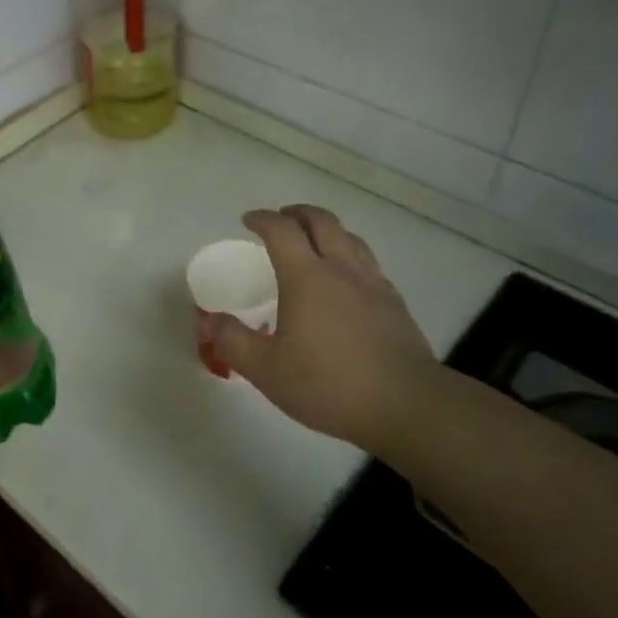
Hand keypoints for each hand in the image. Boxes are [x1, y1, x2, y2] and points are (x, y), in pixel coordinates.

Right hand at [205, 205, 439, 453]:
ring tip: (314, 240)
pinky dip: (349, 254)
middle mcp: (341, 269)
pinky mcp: (394, 302)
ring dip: (326, 229)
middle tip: (281, 219)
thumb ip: (234, 342)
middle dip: (297, 213)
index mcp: (307, 277)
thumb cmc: (329, 384)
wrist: (405, 404)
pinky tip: (346, 278)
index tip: (248, 220)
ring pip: (349, 237)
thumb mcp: (267, 370)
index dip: (263, 219)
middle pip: (321, 221)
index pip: (281, 231)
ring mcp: (373, 283)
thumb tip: (212, 320)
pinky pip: (368, 262)